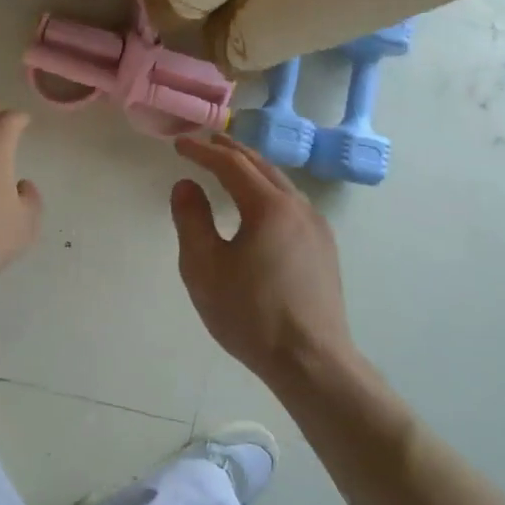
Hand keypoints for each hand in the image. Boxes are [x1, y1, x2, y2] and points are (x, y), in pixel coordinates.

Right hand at [170, 133, 353, 384]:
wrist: (311, 362)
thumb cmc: (251, 314)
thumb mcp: (204, 267)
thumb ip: (191, 219)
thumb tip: (186, 185)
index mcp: (269, 206)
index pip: (231, 165)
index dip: (203, 151)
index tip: (179, 144)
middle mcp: (299, 207)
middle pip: (261, 166)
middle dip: (230, 151)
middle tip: (205, 143)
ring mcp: (317, 228)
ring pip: (280, 184)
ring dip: (252, 170)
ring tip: (229, 167)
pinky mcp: (324, 249)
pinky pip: (292, 204)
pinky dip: (268, 190)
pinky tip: (259, 205)